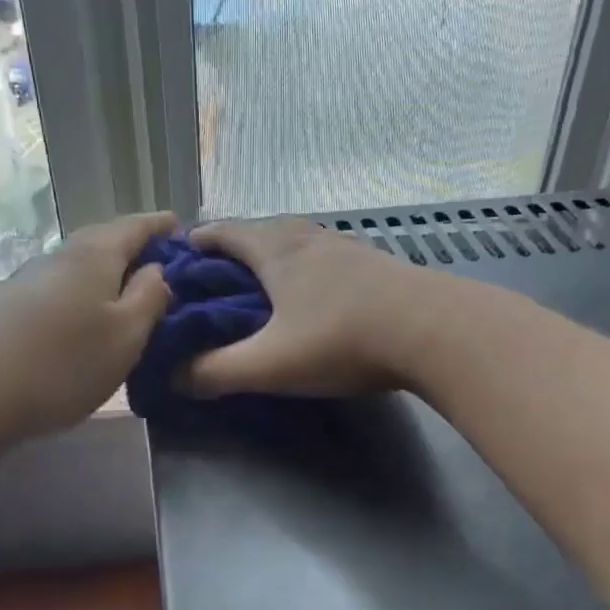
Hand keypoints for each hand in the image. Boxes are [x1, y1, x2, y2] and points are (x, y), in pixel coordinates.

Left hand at [0, 212, 175, 443]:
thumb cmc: (65, 364)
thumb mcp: (127, 335)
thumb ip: (150, 297)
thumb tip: (158, 269)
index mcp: (94, 256)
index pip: (135, 226)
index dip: (160, 225)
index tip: (182, 226)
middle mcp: (59, 257)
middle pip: (104, 239)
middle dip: (134, 245)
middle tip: (162, 261)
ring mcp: (29, 280)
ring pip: (80, 264)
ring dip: (108, 270)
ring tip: (130, 290)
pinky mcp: (10, 306)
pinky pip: (61, 286)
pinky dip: (84, 290)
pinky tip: (87, 314)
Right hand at [183, 218, 450, 397]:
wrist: (435, 330)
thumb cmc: (342, 339)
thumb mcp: (270, 363)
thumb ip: (217, 372)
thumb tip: (175, 378)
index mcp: (277, 251)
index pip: (225, 232)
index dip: (197, 241)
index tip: (178, 256)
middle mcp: (310, 239)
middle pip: (262, 231)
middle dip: (234, 249)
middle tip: (216, 278)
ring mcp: (349, 250)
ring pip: (299, 243)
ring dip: (275, 257)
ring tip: (263, 286)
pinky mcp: (378, 267)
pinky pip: (328, 259)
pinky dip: (308, 270)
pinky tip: (316, 296)